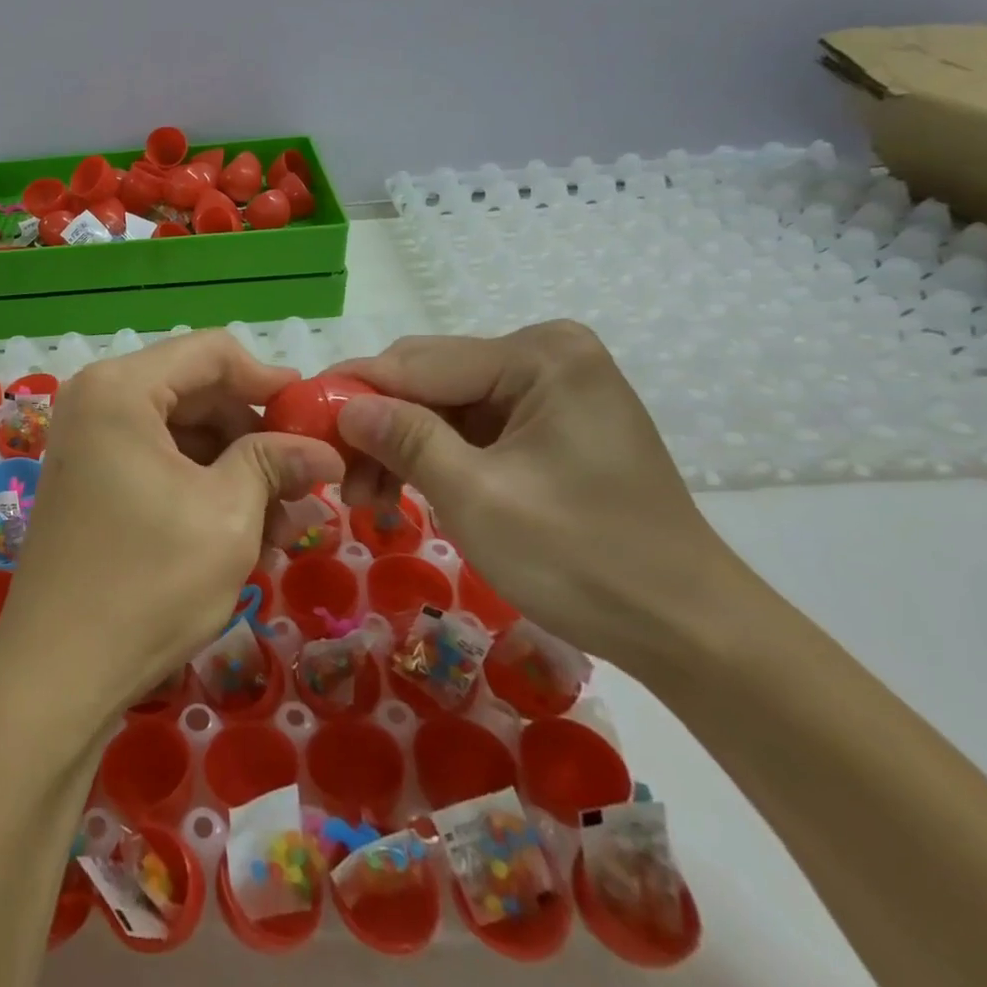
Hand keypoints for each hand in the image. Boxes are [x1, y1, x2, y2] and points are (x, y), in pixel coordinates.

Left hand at [0, 332, 343, 740]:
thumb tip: (323, 449)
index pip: (211, 352)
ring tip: (282, 527)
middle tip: (304, 485)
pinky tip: (243, 534)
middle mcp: (96, 400)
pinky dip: (201, 488)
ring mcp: (87, 441)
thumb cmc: (148, 582)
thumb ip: (274, 462)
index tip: (315, 418)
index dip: (269, 379)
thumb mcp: (228, 515)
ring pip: (181, 433)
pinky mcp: (88, 479)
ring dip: (234, 470)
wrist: (58, 672)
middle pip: (196, 392)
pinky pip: (156, 461)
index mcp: (120, 388)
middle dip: (254, 436)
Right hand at [328, 321, 747, 671]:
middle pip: (428, 377)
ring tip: (366, 499)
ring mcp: (549, 388)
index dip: (352, 391)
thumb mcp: (476, 497)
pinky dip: (432, 456)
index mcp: (539, 356)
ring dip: (398, 445)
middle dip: (375, 424)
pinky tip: (403, 489)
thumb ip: (404, 438)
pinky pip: (469, 426)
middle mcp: (545, 355)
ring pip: (442, 403)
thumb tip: (342, 405)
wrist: (689, 631)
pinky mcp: (548, 422)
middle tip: (335, 475)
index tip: (297, 421)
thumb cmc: (584, 561)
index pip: (417, 362)